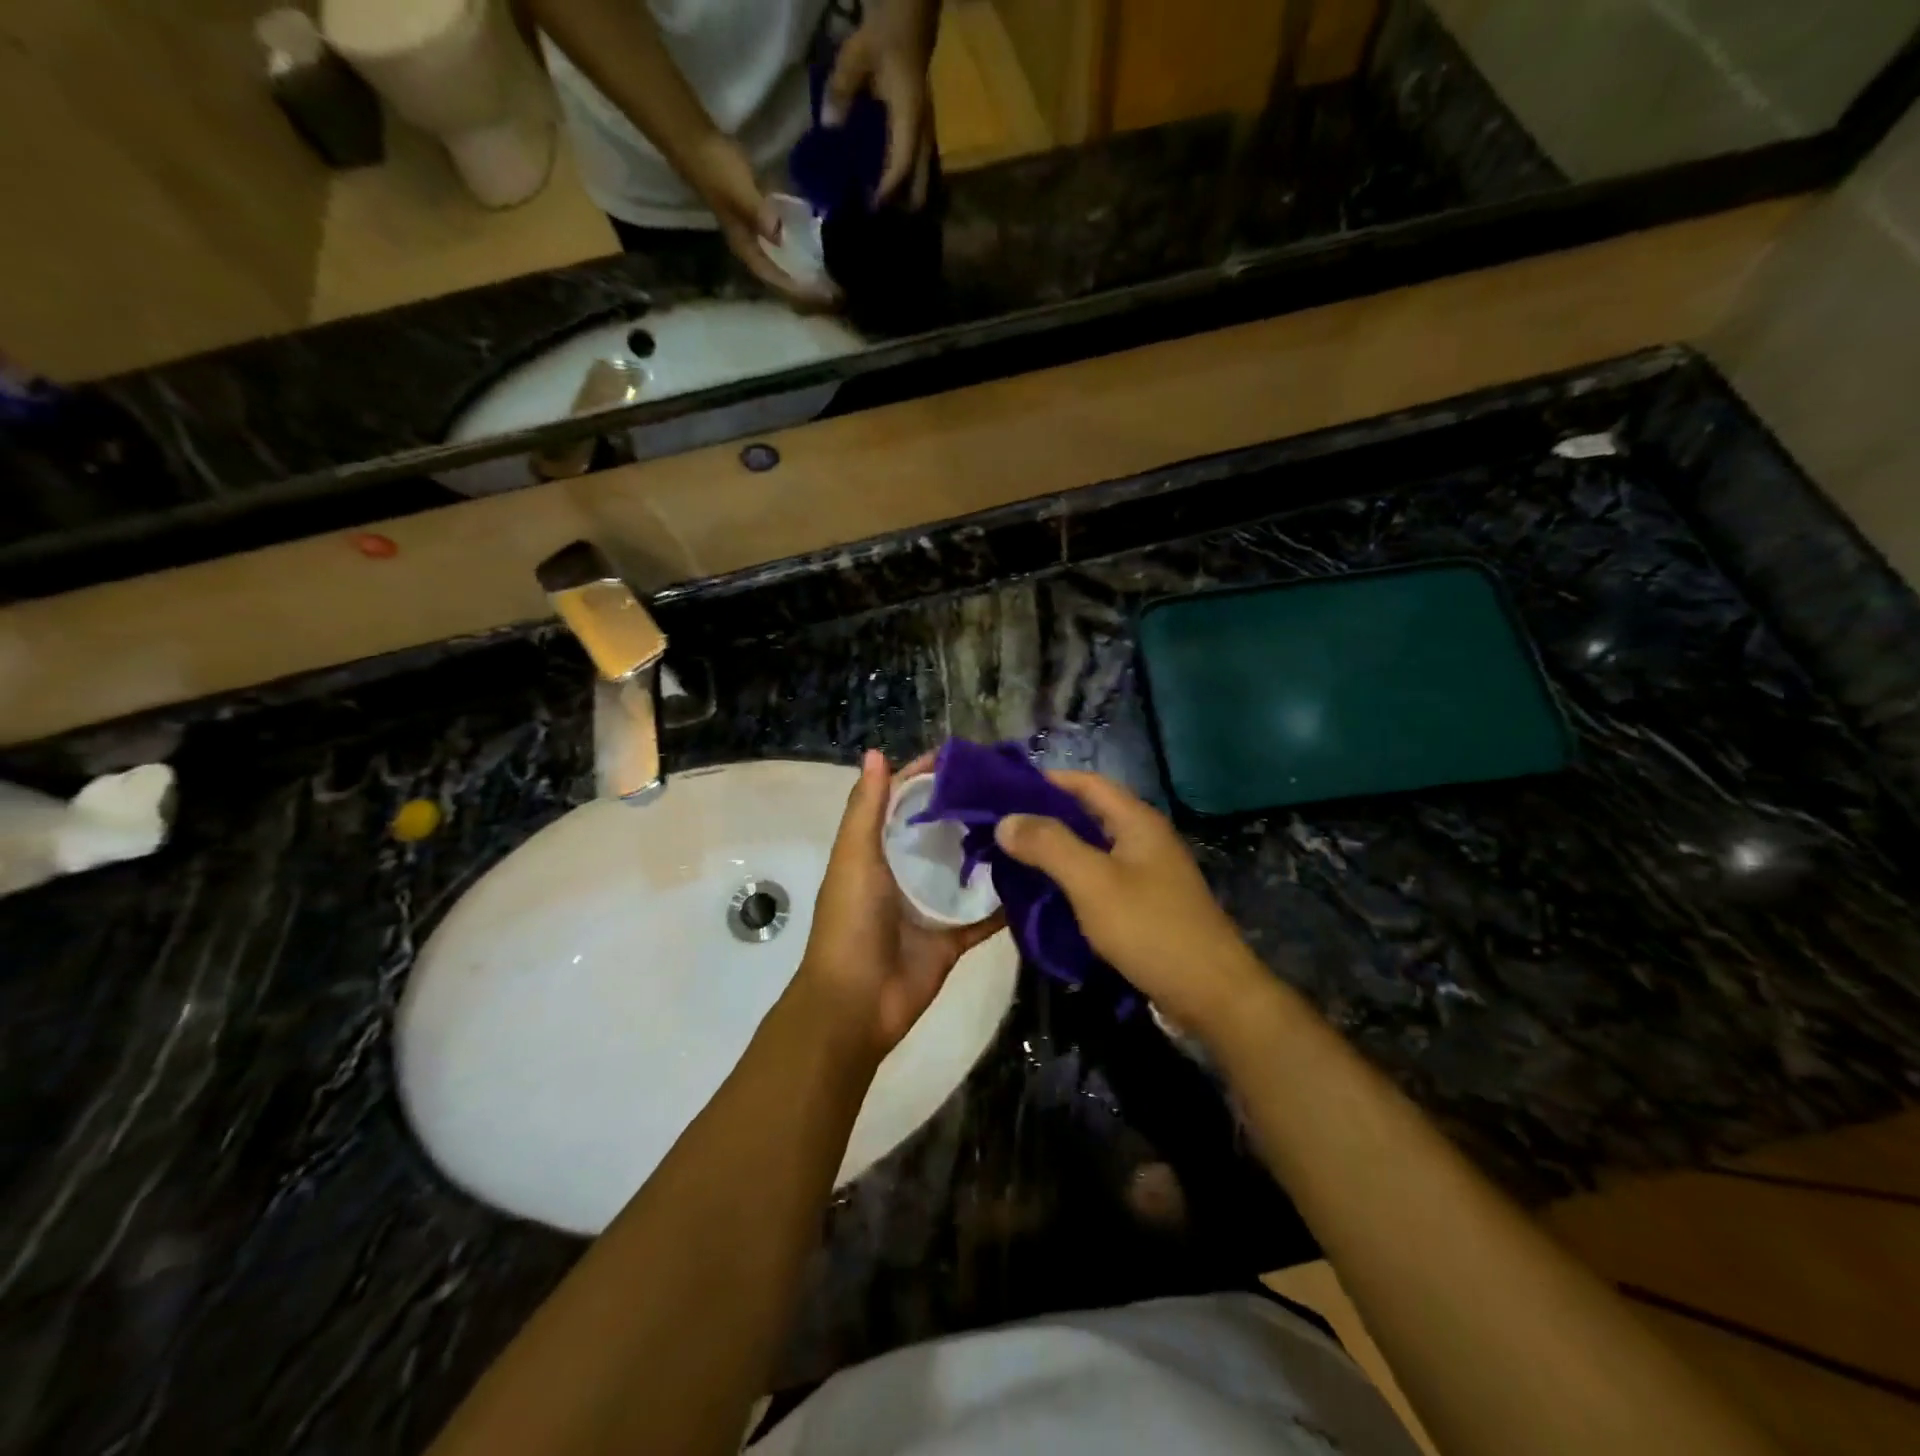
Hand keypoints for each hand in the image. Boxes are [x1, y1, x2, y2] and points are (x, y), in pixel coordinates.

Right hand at [683, 132, 838, 305]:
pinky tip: (816, 244)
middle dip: (804, 286)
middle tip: (832, 293)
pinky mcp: (760, 213)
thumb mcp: (739, 192)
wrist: (695, 139)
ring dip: (803, 269)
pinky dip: (799, 244)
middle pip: (781, 275)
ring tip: (828, 277)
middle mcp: (751, 245)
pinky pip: (784, 238)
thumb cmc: (717, 168)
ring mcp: (755, 229)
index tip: (822, 296)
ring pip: (783, 259)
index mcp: (746, 247)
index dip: (798, 290)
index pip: (775, 278)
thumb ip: (758, 214)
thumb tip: (779, 236)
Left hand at [797, 750, 1003, 1059]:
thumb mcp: (855, 857)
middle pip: (940, 832)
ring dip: (990, 851)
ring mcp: (929, 906)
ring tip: (1032, 822)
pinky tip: (1036, 878)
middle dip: (969, 810)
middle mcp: (904, 873)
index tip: (969, 756)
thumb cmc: (852, 921)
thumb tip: (876, 752)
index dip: (929, 776)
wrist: (857, 1002)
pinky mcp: (952, 938)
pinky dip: (1005, 903)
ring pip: (965, 871)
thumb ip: (866, 808)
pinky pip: (984, 916)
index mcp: (877, 850)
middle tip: (1014, 787)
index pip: (904, 801)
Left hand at [823, 0, 938, 207]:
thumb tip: (828, 127)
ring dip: (907, 198)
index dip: (885, 192)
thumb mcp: (857, 57)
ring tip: (890, 217)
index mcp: (910, 121)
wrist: (909, 14)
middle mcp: (923, 134)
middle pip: (920, 184)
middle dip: (904, 207)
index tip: (870, 210)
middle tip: (884, 226)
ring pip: (923, 179)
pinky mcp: (923, 131)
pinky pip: (918, 167)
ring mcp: (927, 134)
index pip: (899, 168)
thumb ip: (841, 91)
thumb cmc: (885, 35)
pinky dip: (907, 183)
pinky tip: (893, 192)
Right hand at [995, 772, 1268, 1040]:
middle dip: (1045, 819)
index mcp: (1136, 821)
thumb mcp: (1093, 882)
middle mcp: (1144, 839)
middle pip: (1088, 814)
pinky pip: (1100, 880)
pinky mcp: (1146, 905)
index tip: (1003, 792)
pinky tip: (1046, 896)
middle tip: (1000, 831)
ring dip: (1056, 852)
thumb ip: (1049, 845)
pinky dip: (1072, 880)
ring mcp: (1148, 873)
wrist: (1212, 994)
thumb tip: (1006, 819)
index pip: (1085, 782)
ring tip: (1013, 862)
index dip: (1045, 781)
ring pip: (1092, 850)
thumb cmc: (1150, 928)